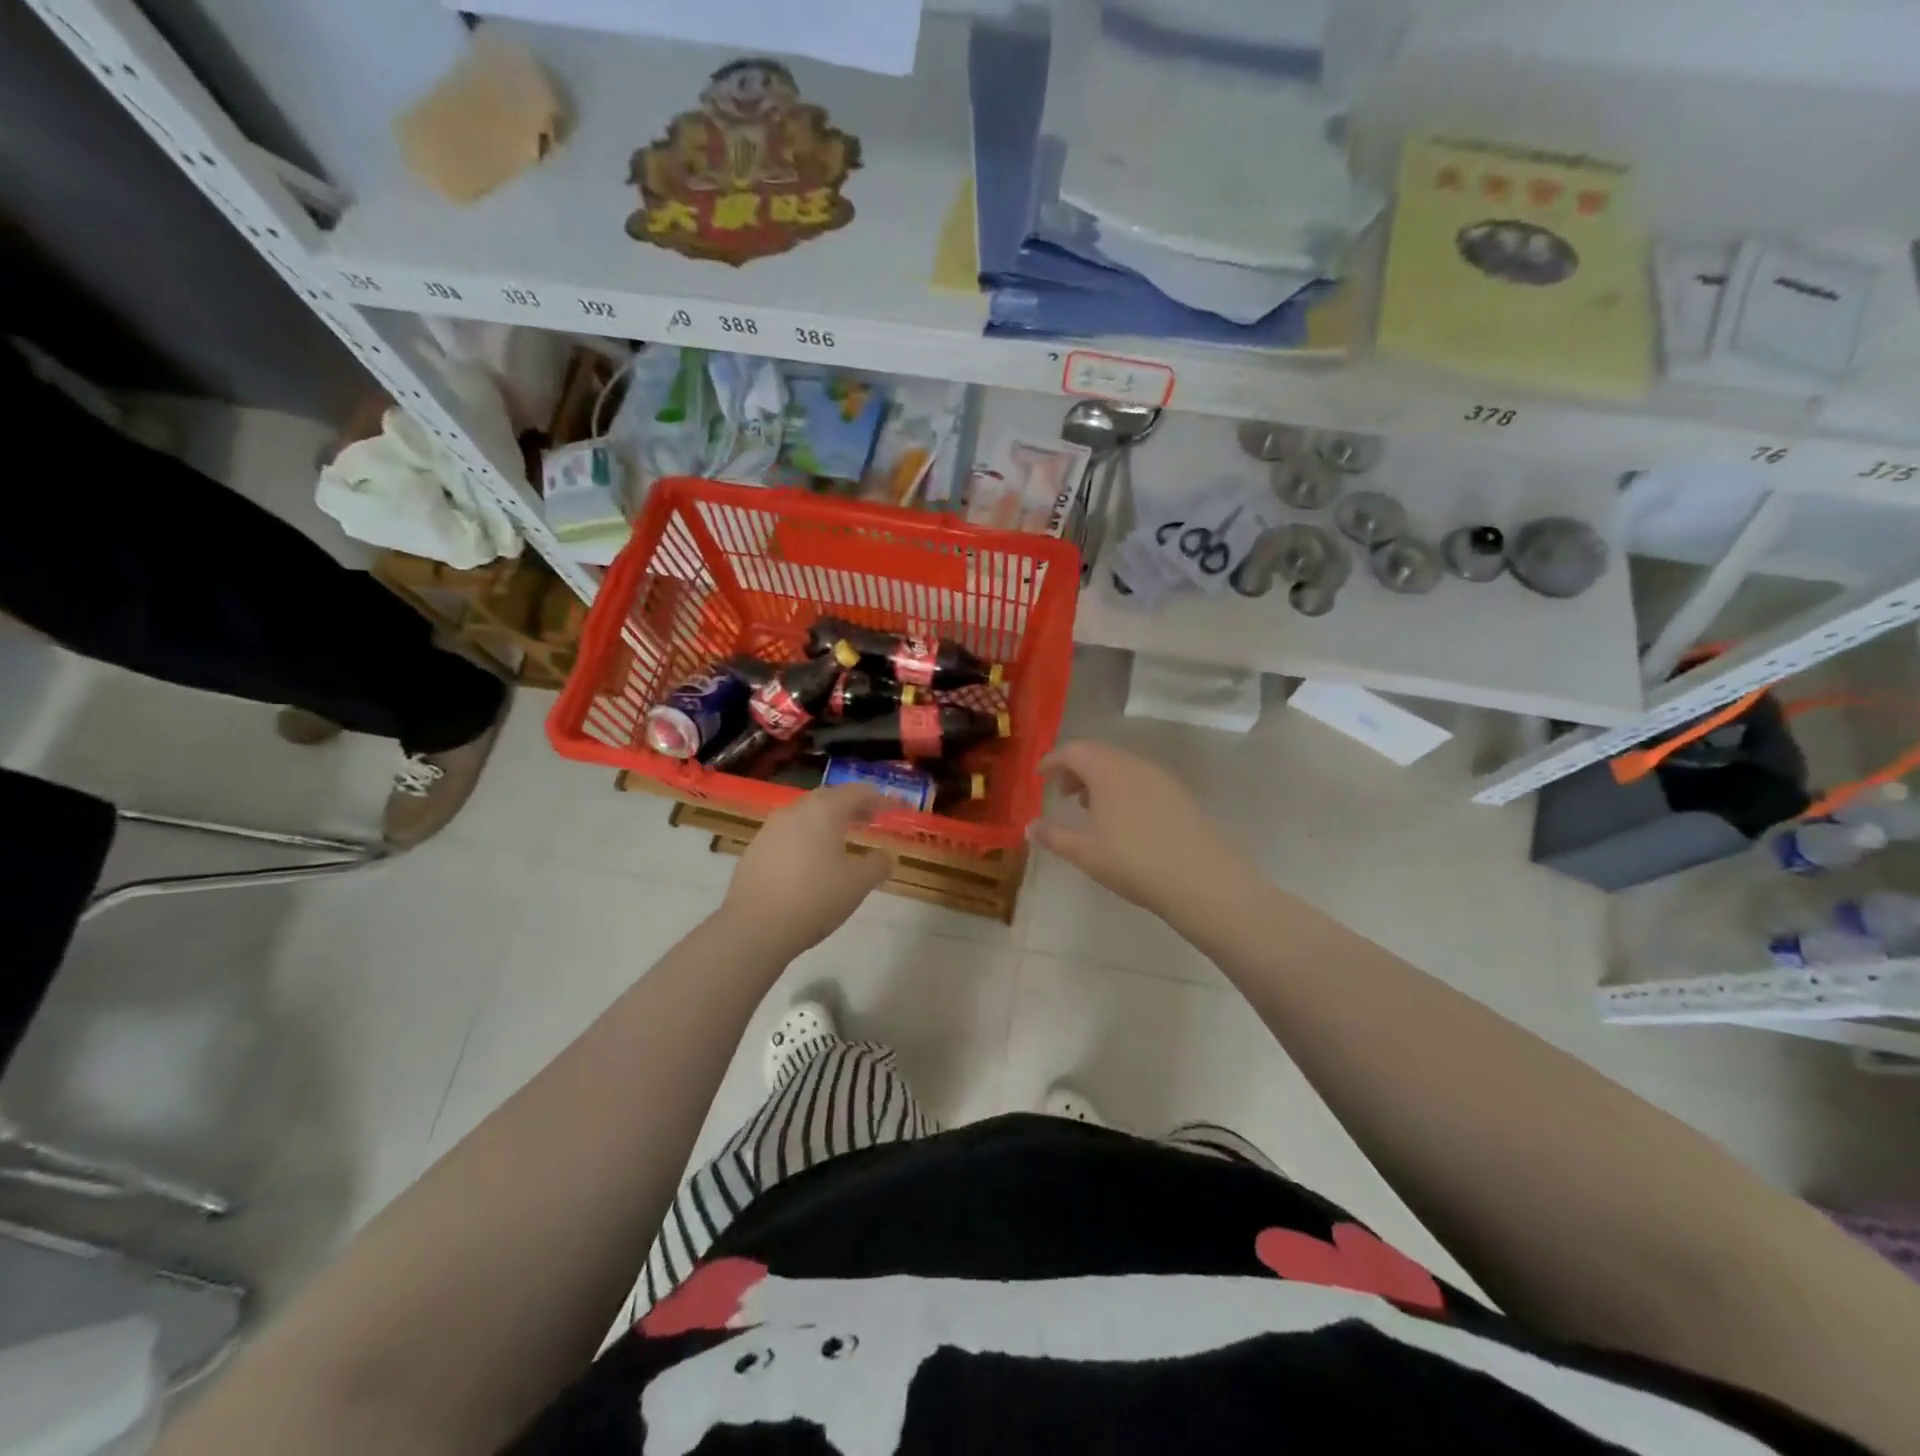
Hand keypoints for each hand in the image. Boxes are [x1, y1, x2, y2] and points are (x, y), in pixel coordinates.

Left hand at [724, 785, 894, 958]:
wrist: (755, 926)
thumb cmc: (814, 898)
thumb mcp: (858, 884)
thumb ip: (877, 865)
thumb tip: (887, 856)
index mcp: (824, 811)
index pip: (856, 792)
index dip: (878, 798)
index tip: (893, 808)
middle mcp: (795, 811)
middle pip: (828, 798)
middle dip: (851, 806)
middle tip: (868, 820)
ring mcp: (770, 829)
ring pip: (805, 815)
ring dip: (826, 822)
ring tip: (840, 841)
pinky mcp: (754, 849)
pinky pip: (787, 834)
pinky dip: (805, 838)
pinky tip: (810, 862)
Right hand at [1033, 741, 1252, 919]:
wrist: (1200, 879)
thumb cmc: (1132, 861)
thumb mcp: (1083, 852)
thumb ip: (1052, 836)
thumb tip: (1029, 827)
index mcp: (1107, 770)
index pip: (1073, 751)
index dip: (1053, 760)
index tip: (1040, 775)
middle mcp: (1134, 765)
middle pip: (1099, 754)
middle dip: (1076, 769)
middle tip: (1062, 793)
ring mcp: (1161, 778)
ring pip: (1122, 766)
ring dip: (1100, 779)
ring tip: (1090, 808)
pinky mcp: (1180, 795)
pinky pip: (1142, 780)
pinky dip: (1123, 788)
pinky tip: (1124, 820)